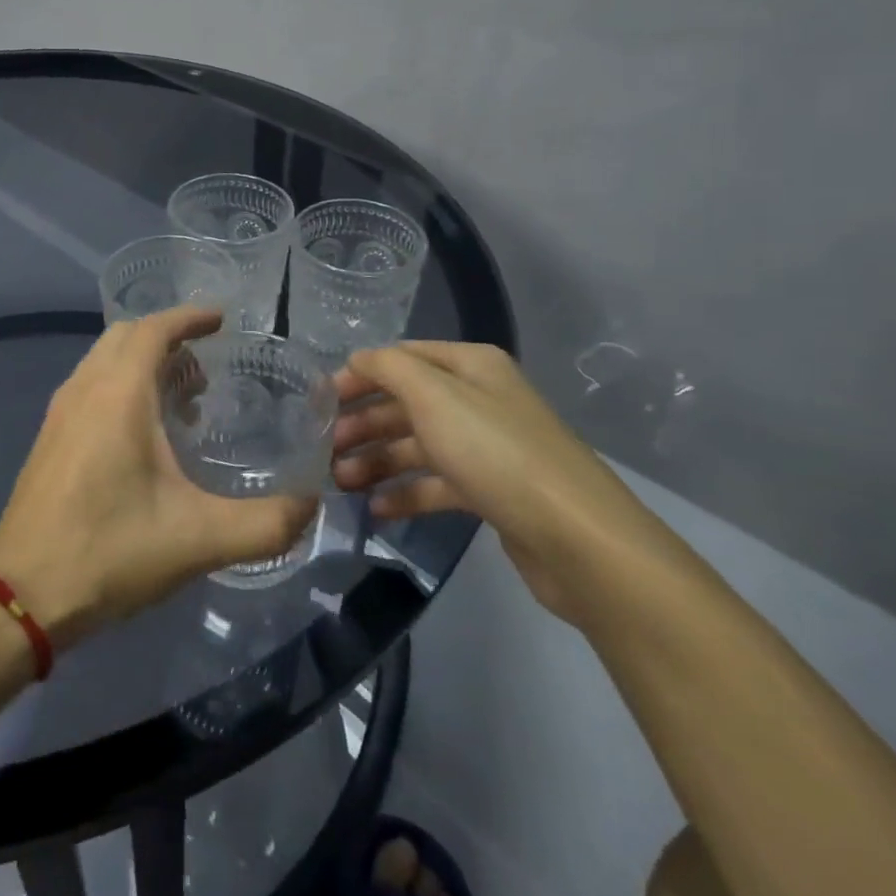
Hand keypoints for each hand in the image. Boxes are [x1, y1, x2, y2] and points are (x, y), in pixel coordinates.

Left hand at [0, 307, 317, 647]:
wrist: (22, 594)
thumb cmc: (110, 552)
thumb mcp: (199, 540)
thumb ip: (266, 524)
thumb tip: (311, 505)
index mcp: (118, 395)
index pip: (154, 329)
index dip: (189, 317)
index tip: (221, 320)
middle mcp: (84, 389)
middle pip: (126, 336)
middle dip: (168, 339)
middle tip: (205, 371)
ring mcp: (60, 412)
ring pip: (104, 361)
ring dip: (143, 364)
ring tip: (183, 404)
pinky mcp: (49, 438)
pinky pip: (90, 386)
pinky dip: (121, 385)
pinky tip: (144, 438)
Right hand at [332, 342, 677, 623]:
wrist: (575, 537)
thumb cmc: (495, 452)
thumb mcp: (434, 396)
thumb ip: (388, 369)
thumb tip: (358, 360)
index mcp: (470, 366)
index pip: (401, 359)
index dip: (359, 376)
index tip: (320, 402)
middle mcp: (478, 399)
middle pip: (407, 403)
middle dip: (363, 424)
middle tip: (324, 450)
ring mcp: (486, 447)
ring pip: (418, 446)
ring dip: (377, 461)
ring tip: (341, 484)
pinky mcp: (491, 491)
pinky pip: (437, 484)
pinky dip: (406, 492)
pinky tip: (377, 509)